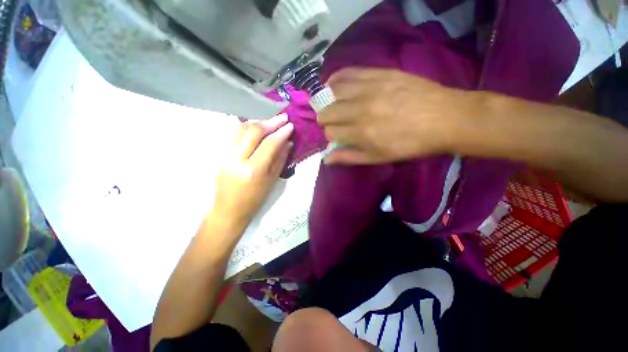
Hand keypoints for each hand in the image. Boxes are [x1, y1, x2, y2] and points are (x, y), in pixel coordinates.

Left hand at [212, 114, 293, 227]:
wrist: (229, 209)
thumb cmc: (255, 199)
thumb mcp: (272, 181)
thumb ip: (280, 159)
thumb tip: (287, 142)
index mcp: (254, 170)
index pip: (269, 144)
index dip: (281, 133)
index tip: (290, 125)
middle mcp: (238, 159)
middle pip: (253, 131)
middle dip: (270, 122)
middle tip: (282, 118)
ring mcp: (226, 154)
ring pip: (241, 129)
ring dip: (258, 122)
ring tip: (270, 121)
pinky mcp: (220, 153)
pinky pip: (234, 134)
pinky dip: (247, 127)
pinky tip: (256, 127)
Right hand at [319, 68, 468, 164]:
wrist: (444, 118)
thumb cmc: (409, 144)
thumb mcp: (378, 158)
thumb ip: (349, 157)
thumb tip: (326, 159)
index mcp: (361, 133)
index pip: (330, 132)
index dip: (331, 135)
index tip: (338, 136)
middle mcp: (360, 109)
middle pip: (327, 112)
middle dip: (325, 119)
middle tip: (332, 121)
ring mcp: (369, 88)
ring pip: (333, 92)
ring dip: (327, 100)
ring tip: (330, 103)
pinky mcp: (379, 73)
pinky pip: (348, 72)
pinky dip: (336, 78)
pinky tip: (332, 83)